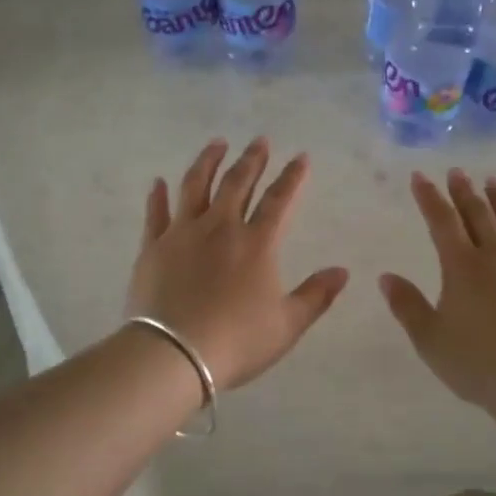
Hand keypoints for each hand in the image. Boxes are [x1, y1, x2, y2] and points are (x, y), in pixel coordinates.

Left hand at [127, 139, 349, 390]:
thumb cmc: (236, 341)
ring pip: (196, 186)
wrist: (174, 355)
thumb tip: (343, 271)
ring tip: (217, 144)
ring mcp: (182, 233)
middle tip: (259, 141)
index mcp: (256, 244)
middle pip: (238, 183)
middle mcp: (220, 228)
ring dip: (208, 162)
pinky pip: (155, 213)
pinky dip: (158, 196)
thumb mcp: (287, 325)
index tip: (301, 157)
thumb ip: (316, 295)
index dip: (292, 177)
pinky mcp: (152, 246)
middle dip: (252, 159)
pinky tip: (158, 182)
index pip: (279, 200)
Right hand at [380, 170, 495, 412]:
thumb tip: (386, 277)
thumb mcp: (429, 339)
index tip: (420, 177)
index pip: (441, 221)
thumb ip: (407, 305)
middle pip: (479, 214)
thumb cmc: (476, 362)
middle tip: (457, 172)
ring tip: (493, 182)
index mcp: (462, 266)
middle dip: (464, 191)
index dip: (429, 197)